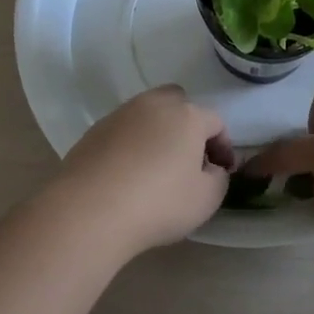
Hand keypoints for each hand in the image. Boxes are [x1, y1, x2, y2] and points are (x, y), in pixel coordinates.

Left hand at [36, 86, 234, 256]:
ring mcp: (121, 114)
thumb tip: (210, 168)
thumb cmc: (158, 203)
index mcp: (187, 116)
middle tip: (189, 158)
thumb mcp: (206, 199)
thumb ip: (218, 178)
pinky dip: (132, 144)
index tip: (222, 171)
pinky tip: (128, 172)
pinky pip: (123, 130)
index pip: (215, 122)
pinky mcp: (94, 130)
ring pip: (148, 114)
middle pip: (178, 103)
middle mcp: (154, 105)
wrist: (90, 210)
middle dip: (188, 126)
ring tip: (156, 166)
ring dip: (158, 133)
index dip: (223, 147)